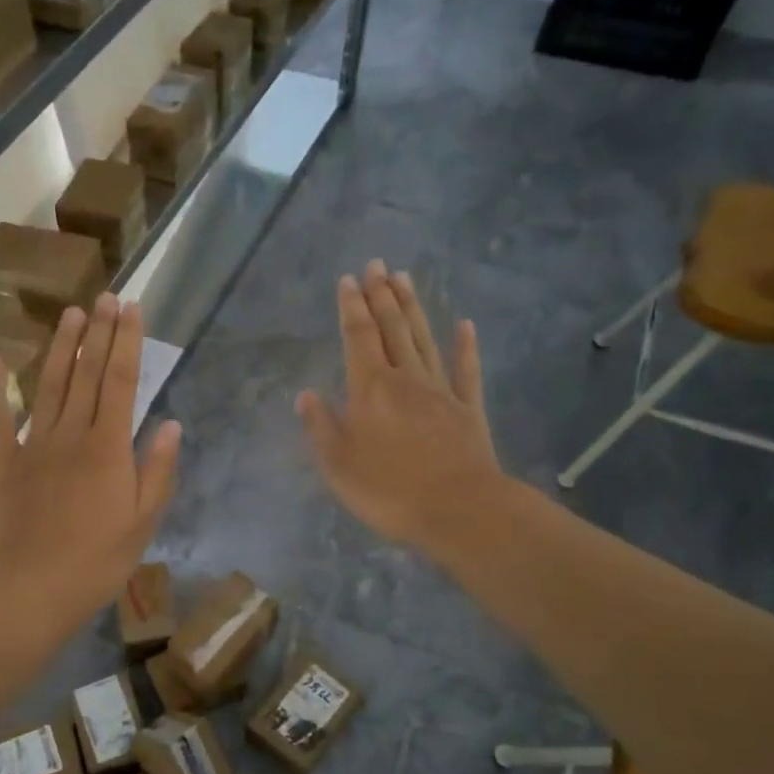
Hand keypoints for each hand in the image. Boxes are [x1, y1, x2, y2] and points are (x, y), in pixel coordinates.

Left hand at [0, 294, 182, 632]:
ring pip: (50, 385)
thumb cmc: (95, 562)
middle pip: (88, 374)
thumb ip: (157, 471)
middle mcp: (71, 434)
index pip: (123, 383)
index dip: (128, 343)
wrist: (29, 588)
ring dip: (62, 347)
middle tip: (106, 296)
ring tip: (71, 314)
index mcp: (109, 448)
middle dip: (99, 333)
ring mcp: (33, 444)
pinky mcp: (2, 461)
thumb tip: (172, 424)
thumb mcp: (142, 522)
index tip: (132, 309)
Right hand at [297, 259, 505, 558]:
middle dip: (382, 295)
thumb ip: (320, 427)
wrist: (459, 509)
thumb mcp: (338, 465)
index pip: (358, 338)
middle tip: (377, 264)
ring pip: (423, 340)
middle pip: (392, 329)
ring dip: (413, 308)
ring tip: (404, 278)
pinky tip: (465, 325)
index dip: (351, 307)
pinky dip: (465, 346)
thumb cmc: (389, 490)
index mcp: (370, 390)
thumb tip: (305, 395)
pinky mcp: (468, 410)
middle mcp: (405, 380)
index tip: (348, 279)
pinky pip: (466, 371)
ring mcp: (441, 392)